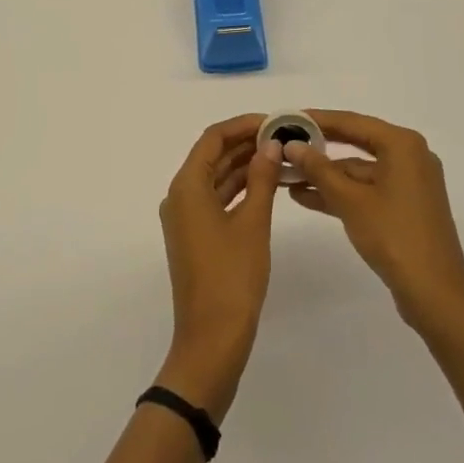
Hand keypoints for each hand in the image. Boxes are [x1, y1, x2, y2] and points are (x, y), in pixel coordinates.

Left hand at [156, 114, 282, 419]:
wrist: (211, 341)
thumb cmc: (232, 278)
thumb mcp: (253, 223)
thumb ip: (262, 179)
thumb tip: (271, 144)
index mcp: (187, 186)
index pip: (212, 138)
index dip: (242, 125)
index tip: (273, 121)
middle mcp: (180, 196)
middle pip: (212, 156)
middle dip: (246, 144)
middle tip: (283, 137)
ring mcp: (186, 218)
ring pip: (216, 178)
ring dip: (245, 166)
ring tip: (281, 156)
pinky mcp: (196, 236)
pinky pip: (217, 199)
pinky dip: (240, 189)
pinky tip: (268, 185)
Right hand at [284, 110, 463, 334]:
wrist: (437, 296)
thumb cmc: (394, 237)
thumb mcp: (350, 201)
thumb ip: (319, 169)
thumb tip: (292, 145)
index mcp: (402, 145)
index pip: (351, 121)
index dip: (317, 119)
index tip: (287, 117)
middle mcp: (409, 156)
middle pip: (355, 142)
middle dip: (318, 148)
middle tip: (284, 143)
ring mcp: (409, 183)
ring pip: (359, 170)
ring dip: (325, 175)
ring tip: (286, 176)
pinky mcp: (405, 207)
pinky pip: (367, 189)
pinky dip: (341, 193)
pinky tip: (307, 197)